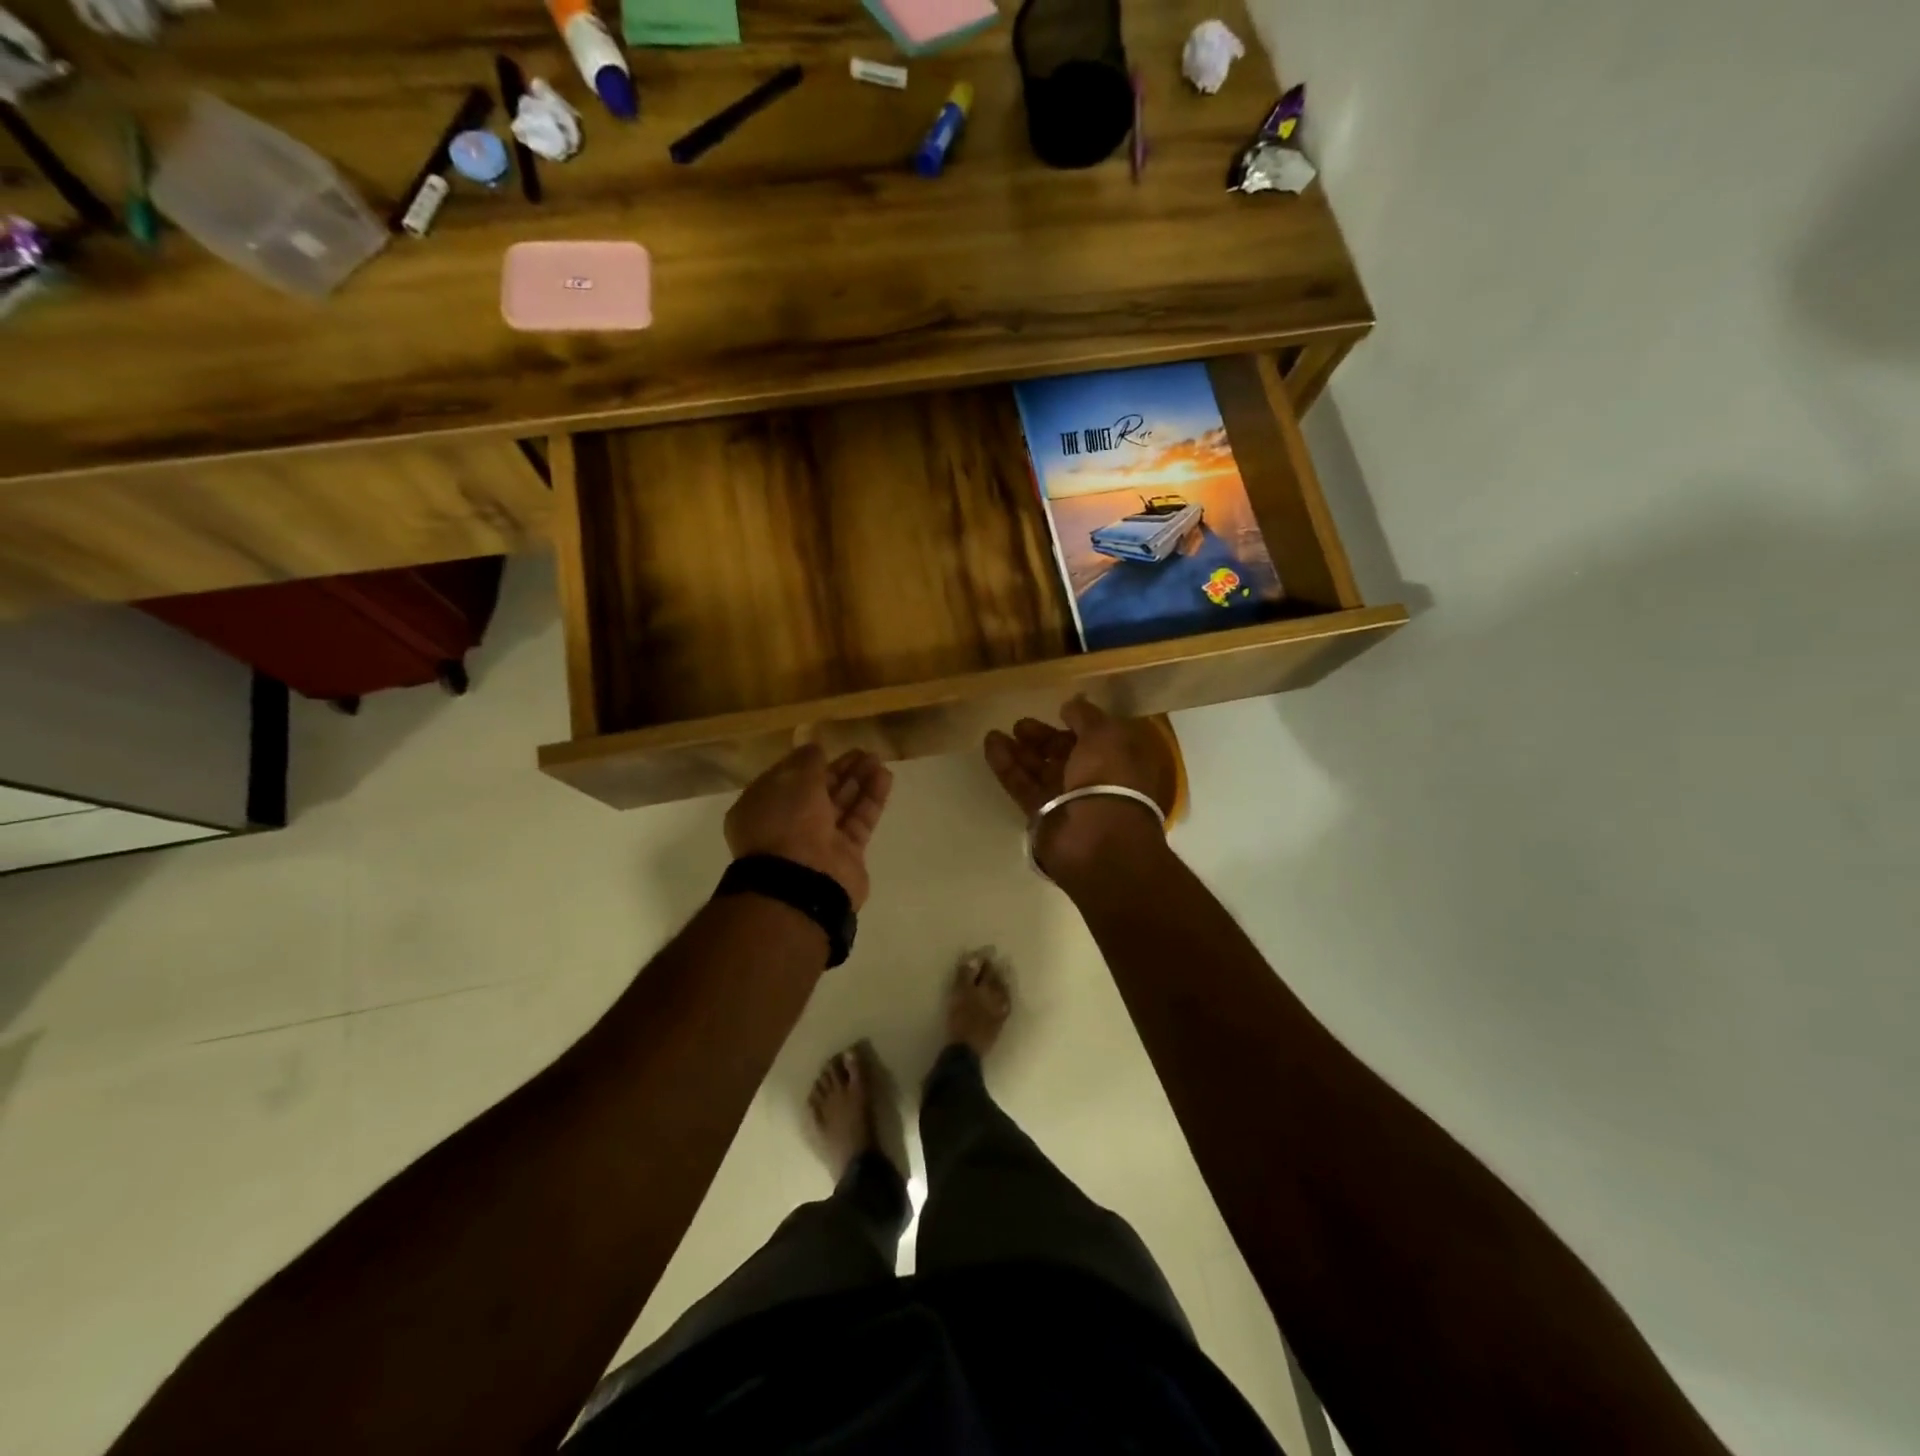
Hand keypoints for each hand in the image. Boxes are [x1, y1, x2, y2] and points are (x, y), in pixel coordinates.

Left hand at [725, 745, 892, 908]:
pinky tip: (884, 776)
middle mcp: (788, 825)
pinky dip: (871, 799)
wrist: (801, 880)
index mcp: (762, 808)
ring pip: (841, 805)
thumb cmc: (785, 823)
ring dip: (859, 780)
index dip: (807, 763)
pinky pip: (859, 820)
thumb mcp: (791, 780)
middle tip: (862, 751)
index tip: (826, 748)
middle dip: (839, 770)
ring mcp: (818, 841)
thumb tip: (814, 749)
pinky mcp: (847, 854)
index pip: (787, 780)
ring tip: (877, 758)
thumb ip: (806, 762)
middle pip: (818, 792)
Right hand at [983, 698, 1173, 879]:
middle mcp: (1094, 780)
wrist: (1096, 837)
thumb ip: (1085, 716)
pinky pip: (1022, 785)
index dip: (1075, 725)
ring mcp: (1066, 799)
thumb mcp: (1105, 735)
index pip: (1093, 739)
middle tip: (1019, 725)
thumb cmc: (1109, 778)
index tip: (1056, 711)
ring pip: (1039, 769)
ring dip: (1018, 751)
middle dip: (1042, 738)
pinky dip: (1006, 766)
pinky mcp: (1041, 814)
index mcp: (1118, 760)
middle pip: (1063, 754)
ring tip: (994, 733)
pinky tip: (990, 745)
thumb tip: (1071, 705)